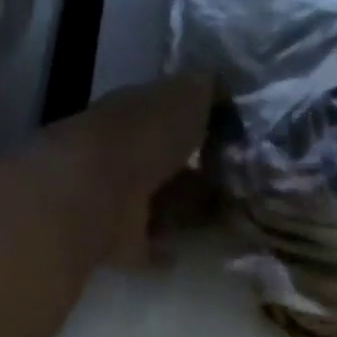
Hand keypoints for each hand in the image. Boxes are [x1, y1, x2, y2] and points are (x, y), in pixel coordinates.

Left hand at [56, 74, 216, 265]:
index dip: (201, 125)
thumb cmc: (144, 136)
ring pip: (158, 203)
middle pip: (166, 164)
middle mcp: (122, 154)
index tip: (234, 140)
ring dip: (184, 210)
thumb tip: (221, 88)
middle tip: (237, 186)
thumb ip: (207, 90)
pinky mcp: (117, 241)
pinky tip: (191, 249)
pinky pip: (148, 245)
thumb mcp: (187, 95)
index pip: (170, 115)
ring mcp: (116, 200)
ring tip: (223, 219)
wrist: (98, 192)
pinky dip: (165, 248)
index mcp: (134, 113)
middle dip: (196, 173)